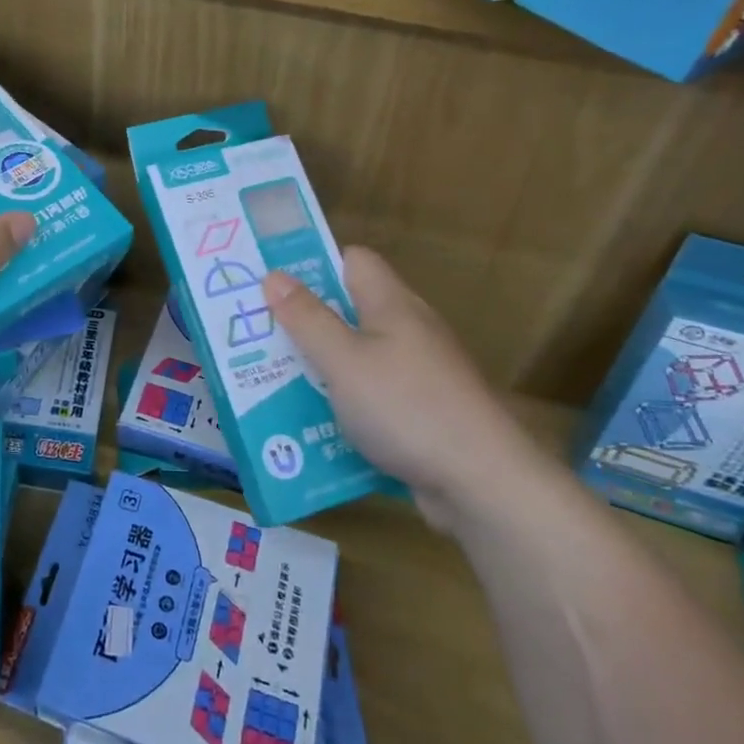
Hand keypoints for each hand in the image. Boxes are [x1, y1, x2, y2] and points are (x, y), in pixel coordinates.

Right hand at [262, 247, 547, 530]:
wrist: (483, 483)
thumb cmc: (407, 408)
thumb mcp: (343, 361)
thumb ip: (307, 318)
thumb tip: (274, 275)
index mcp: (392, 304)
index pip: (353, 260)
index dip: (314, 265)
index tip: (273, 284)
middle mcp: (409, 329)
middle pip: (351, 309)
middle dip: (306, 321)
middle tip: (259, 335)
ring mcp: (420, 372)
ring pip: (359, 355)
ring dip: (322, 366)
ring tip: (274, 380)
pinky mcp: (424, 410)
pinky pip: (373, 393)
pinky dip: (346, 401)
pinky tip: (317, 423)